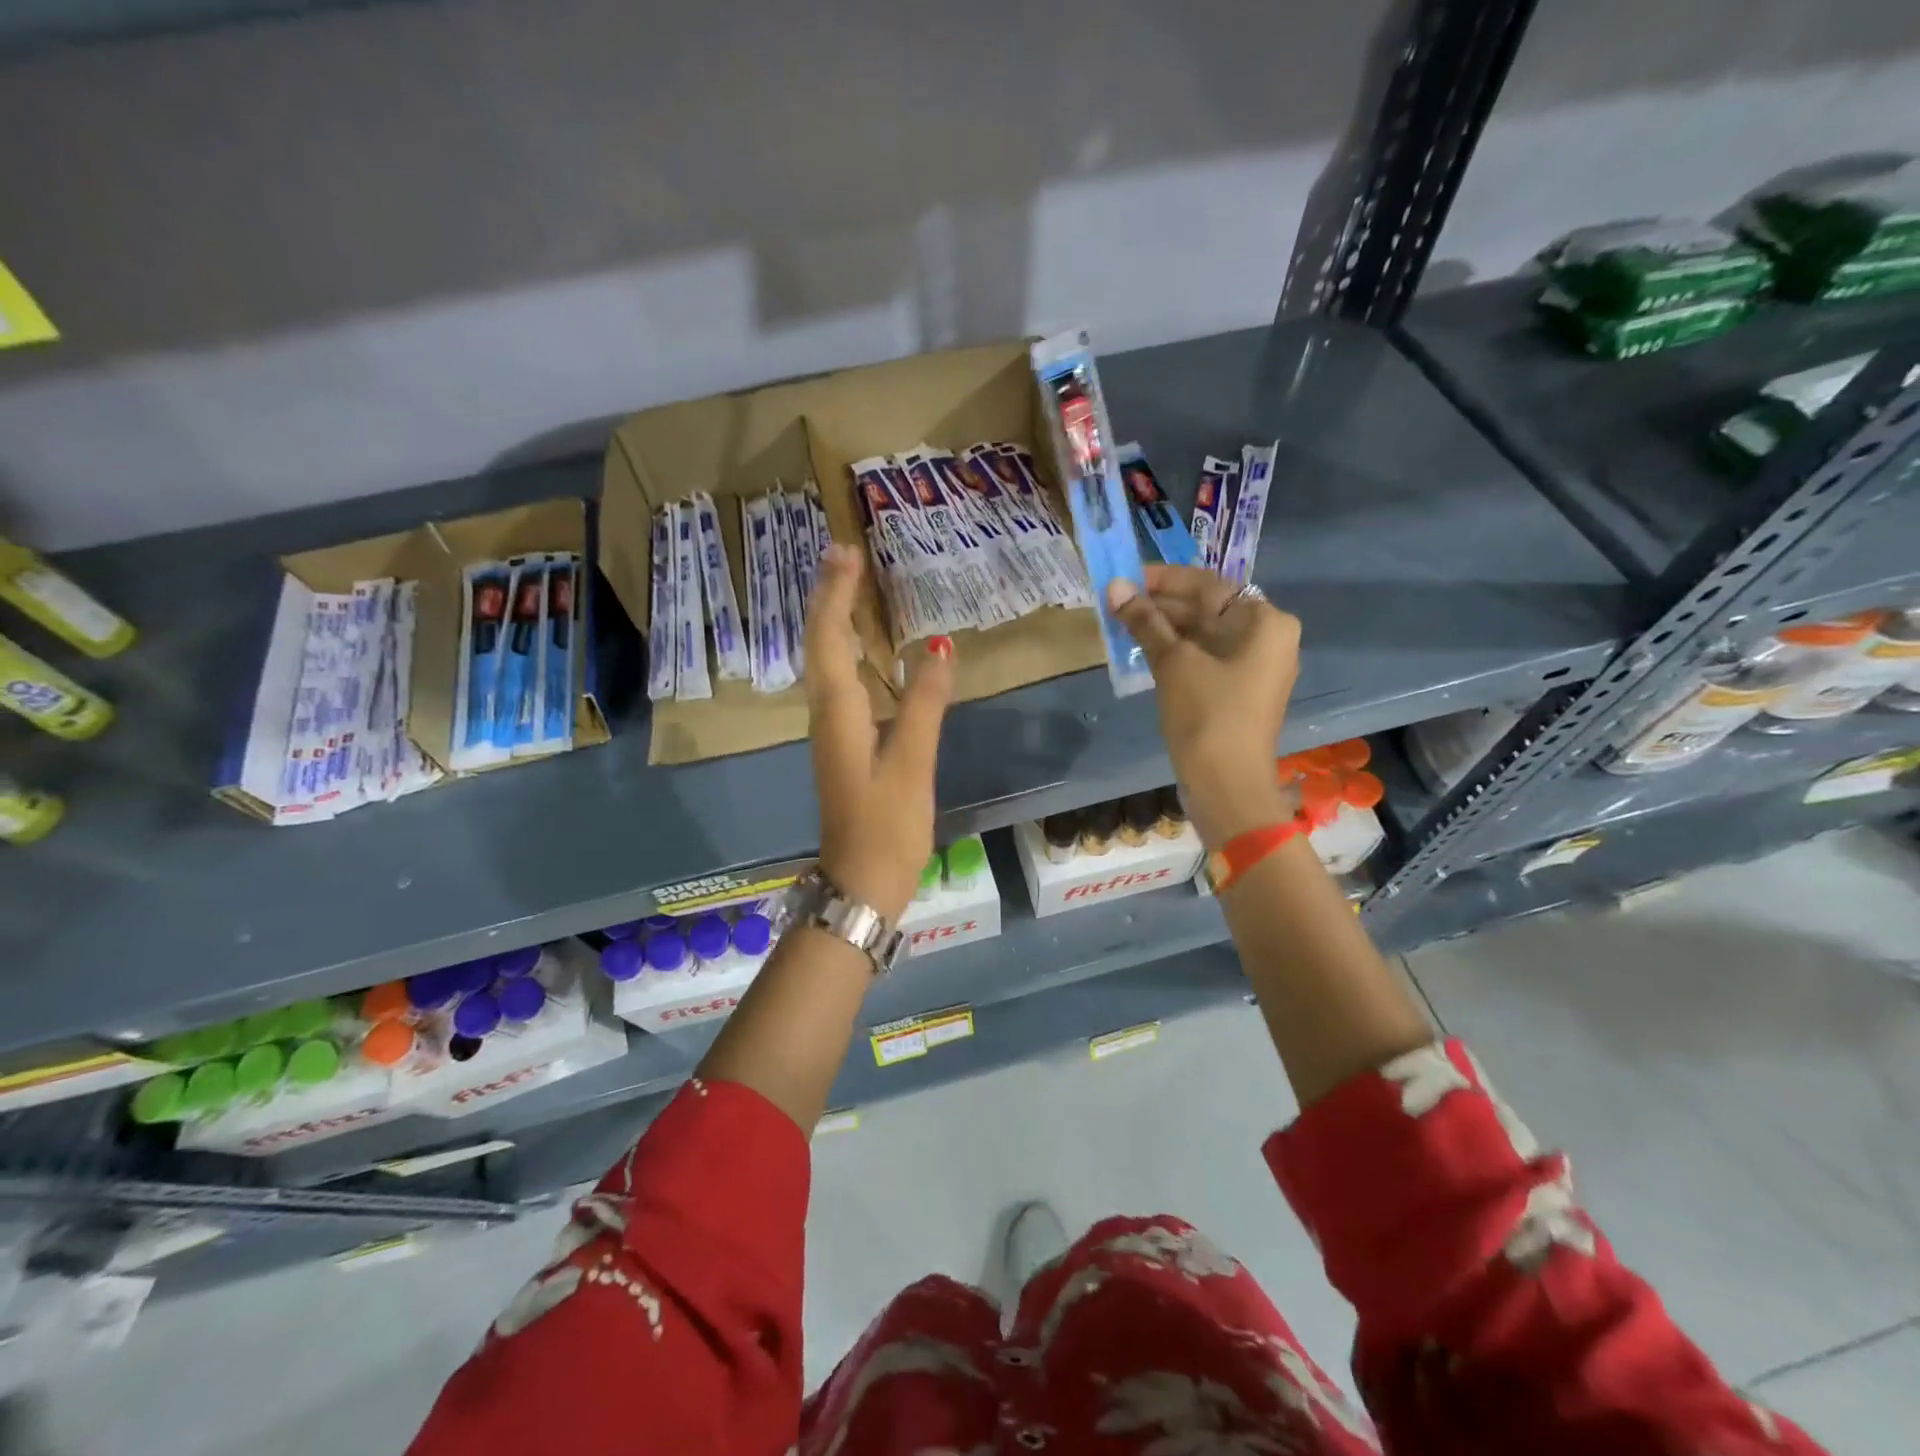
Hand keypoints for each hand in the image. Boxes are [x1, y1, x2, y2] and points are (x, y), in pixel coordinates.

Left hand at [805, 544, 954, 922]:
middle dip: (830, 596)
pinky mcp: (845, 746)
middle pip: (821, 643)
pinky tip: (870, 651)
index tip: (846, 551)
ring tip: (855, 588)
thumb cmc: (887, 825)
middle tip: (847, 555)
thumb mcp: (911, 763)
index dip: (835, 593)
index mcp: (838, 712)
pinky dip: (851, 653)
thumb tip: (937, 645)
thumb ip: (924, 704)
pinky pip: (842, 684)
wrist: (861, 882)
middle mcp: (827, 714)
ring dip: (837, 621)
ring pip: (828, 662)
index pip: (830, 638)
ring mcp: (833, 731)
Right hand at [1107, 565, 1300, 846]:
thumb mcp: (1173, 662)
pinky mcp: (1239, 690)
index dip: (1162, 579)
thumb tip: (1114, 587)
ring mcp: (1255, 666)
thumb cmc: (1206, 714)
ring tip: (1121, 623)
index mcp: (1264, 621)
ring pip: (1203, 634)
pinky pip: (1205, 657)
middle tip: (1116, 602)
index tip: (1124, 577)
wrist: (1226, 784)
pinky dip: (1175, 651)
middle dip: (1160, 605)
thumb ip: (1145, 621)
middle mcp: (1268, 637)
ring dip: (1163, 628)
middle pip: (1207, 608)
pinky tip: (1141, 649)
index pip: (1207, 585)